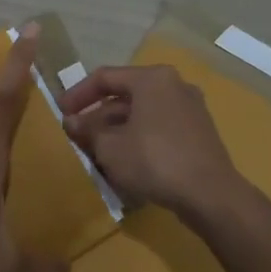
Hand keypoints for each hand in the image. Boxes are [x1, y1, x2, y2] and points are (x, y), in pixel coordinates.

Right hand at [59, 64, 238, 216]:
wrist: (210, 194)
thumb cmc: (154, 161)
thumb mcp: (110, 147)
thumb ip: (88, 131)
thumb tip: (71, 122)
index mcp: (152, 78)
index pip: (104, 77)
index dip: (78, 94)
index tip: (60, 112)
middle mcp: (174, 85)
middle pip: (125, 95)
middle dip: (98, 116)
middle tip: (76, 135)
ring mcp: (190, 108)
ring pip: (142, 113)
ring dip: (116, 129)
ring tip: (96, 151)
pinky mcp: (198, 132)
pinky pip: (159, 127)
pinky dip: (138, 138)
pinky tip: (125, 161)